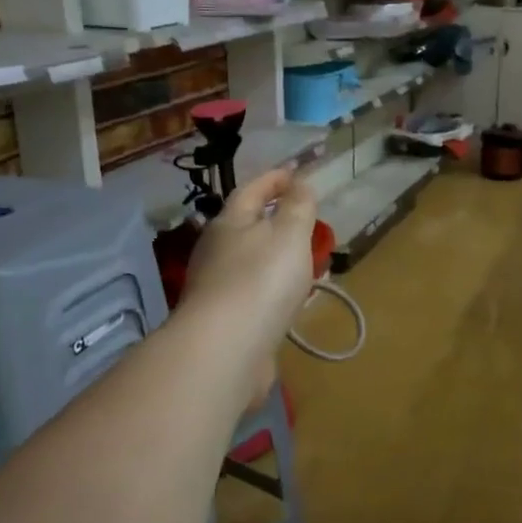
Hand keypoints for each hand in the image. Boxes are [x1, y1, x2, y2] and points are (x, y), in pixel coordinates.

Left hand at [181, 168, 318, 394]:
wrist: (225, 349)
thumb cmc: (261, 281)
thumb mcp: (289, 234)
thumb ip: (298, 206)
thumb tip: (300, 182)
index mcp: (229, 223)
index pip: (252, 190)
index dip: (276, 179)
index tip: (298, 173)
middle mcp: (216, 251)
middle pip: (246, 226)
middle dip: (274, 219)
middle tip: (305, 220)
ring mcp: (217, 287)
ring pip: (251, 262)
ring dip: (275, 257)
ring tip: (304, 262)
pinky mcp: (223, 320)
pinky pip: (254, 293)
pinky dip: (273, 289)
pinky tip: (289, 301)